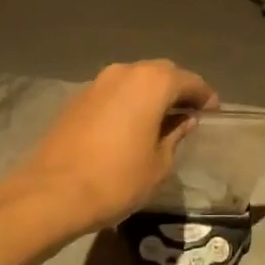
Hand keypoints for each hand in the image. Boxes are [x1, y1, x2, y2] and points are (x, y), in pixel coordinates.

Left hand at [9, 60, 217, 235]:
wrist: (52, 193)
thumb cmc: (116, 179)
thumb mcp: (159, 164)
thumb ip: (175, 135)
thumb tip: (184, 121)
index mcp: (152, 83)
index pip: (189, 81)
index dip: (204, 96)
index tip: (212, 112)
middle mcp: (124, 72)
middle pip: (160, 73)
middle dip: (177, 89)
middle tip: (188, 113)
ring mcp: (97, 83)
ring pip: (133, 80)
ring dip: (149, 94)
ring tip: (159, 120)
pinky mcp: (77, 99)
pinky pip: (113, 92)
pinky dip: (127, 102)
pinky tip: (129, 126)